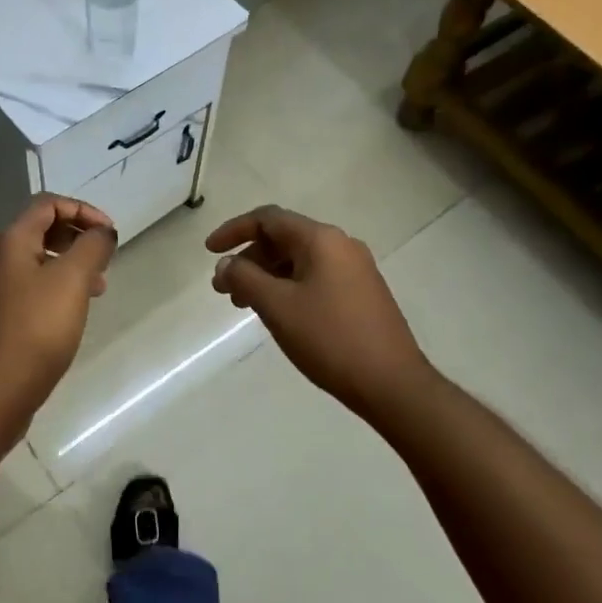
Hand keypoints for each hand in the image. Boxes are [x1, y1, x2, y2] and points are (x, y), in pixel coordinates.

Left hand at [0, 194, 116, 422]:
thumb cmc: (37, 328)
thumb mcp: (73, 280)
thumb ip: (92, 247)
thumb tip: (102, 232)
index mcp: (10, 242)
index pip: (47, 204)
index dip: (82, 210)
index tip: (109, 234)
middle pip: (40, 231)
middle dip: (77, 238)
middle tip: (104, 260)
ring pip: (36, 262)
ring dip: (69, 265)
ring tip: (97, 288)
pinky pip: (29, 288)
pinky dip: (55, 288)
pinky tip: (71, 313)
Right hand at [207, 205, 433, 418]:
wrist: (392, 383)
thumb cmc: (330, 339)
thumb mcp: (277, 306)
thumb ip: (245, 278)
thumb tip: (226, 265)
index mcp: (321, 239)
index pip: (268, 219)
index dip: (233, 230)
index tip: (209, 252)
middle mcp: (341, 245)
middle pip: (283, 238)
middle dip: (248, 259)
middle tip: (223, 289)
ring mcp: (355, 269)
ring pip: (299, 261)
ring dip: (266, 276)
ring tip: (244, 305)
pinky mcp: (362, 293)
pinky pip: (315, 277)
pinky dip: (288, 287)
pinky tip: (278, 313)